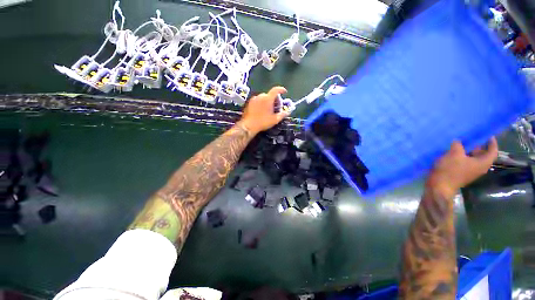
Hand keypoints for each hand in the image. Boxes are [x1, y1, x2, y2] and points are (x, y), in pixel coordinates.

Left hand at [238, 86, 288, 134]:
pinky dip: (262, 103)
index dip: (281, 89)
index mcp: (268, 99)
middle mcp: (260, 96)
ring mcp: (254, 99)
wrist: (248, 126)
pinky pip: (258, 100)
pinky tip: (262, 111)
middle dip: (274, 99)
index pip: (276, 90)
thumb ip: (282, 114)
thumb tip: (288, 112)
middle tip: (276, 107)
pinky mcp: (249, 102)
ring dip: (268, 101)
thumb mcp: (275, 120)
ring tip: (269, 110)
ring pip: (263, 97)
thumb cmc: (263, 122)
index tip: (284, 92)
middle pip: (270, 95)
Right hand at [427, 137, 497, 197]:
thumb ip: (457, 145)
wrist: (439, 186)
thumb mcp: (453, 154)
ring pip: (472, 157)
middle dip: (477, 145)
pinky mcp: (461, 173)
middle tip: (470, 136)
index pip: (493, 151)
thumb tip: (458, 140)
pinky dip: (461, 155)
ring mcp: (469, 171)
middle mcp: (479, 167)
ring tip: (459, 141)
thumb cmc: (450, 170)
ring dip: (467, 150)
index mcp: (483, 163)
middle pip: (482, 154)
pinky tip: (452, 151)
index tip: (487, 134)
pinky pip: (464, 161)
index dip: (491, 142)